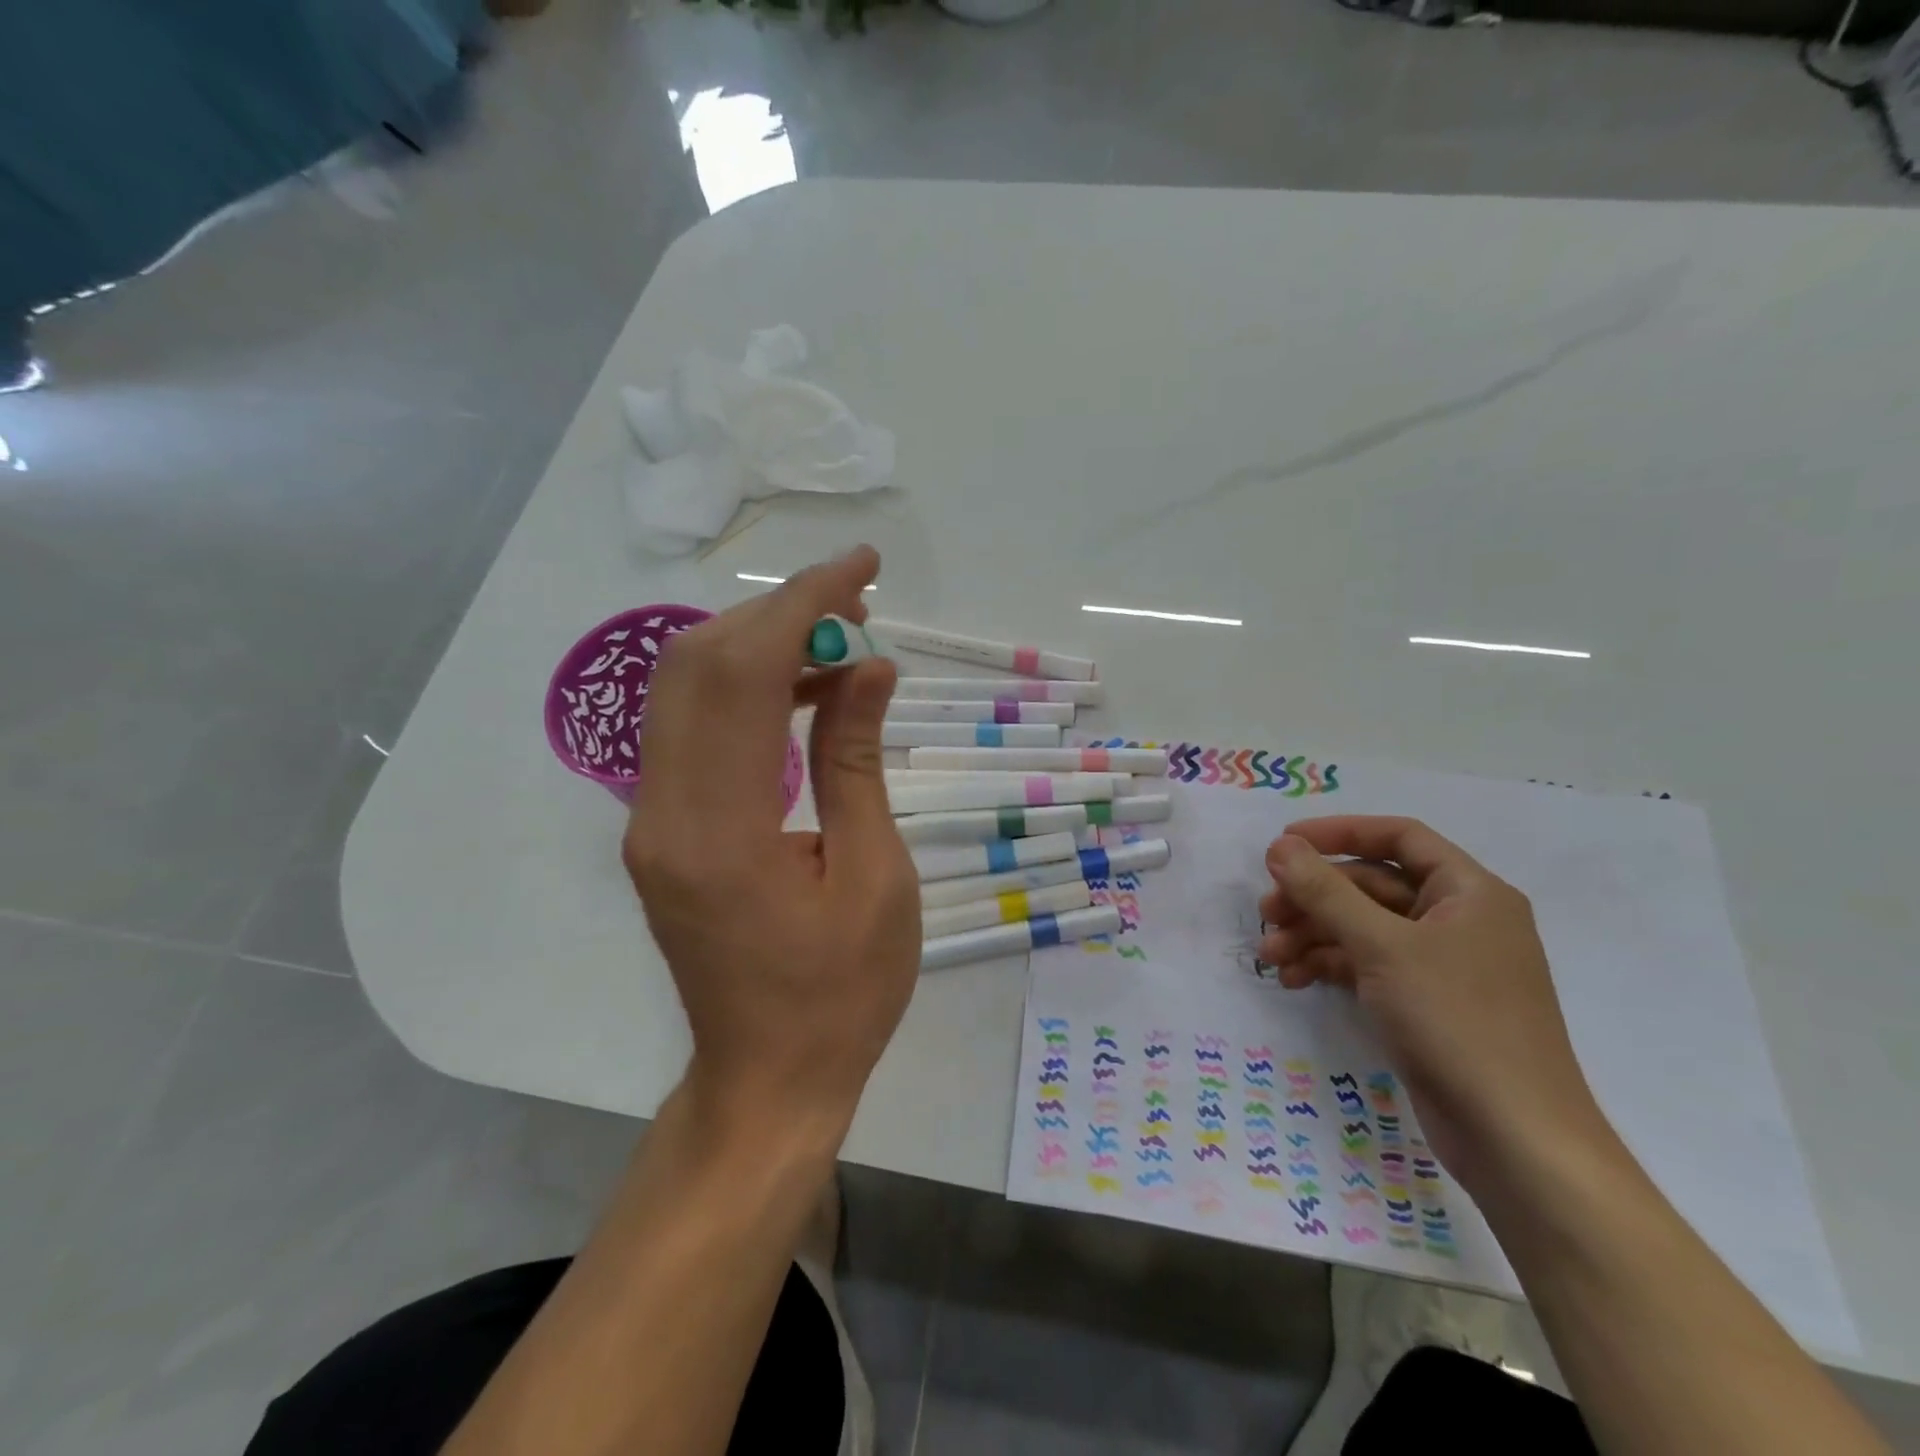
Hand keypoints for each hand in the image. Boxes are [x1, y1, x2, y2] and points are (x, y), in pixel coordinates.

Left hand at [622, 546, 920, 1137]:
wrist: (768, 1079)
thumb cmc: (842, 994)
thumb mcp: (876, 877)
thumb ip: (857, 762)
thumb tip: (867, 666)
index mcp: (719, 829)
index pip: (745, 674)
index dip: (803, 606)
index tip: (862, 568)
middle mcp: (662, 811)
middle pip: (698, 665)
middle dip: (779, 611)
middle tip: (857, 599)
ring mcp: (651, 819)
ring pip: (687, 689)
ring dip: (760, 644)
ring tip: (840, 640)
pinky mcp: (661, 829)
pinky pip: (694, 730)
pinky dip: (747, 690)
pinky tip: (804, 691)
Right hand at [1258, 817, 1607, 1183]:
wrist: (1514, 1137)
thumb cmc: (1455, 1021)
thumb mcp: (1381, 946)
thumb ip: (1326, 891)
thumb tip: (1280, 846)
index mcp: (1469, 892)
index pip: (1398, 837)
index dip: (1338, 833)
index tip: (1283, 844)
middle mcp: (1459, 919)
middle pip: (1372, 885)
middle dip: (1314, 897)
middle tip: (1266, 913)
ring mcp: (1443, 964)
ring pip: (1364, 928)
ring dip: (1313, 934)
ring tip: (1270, 955)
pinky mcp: (1426, 1002)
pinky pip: (1369, 965)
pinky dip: (1330, 965)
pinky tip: (1293, 979)